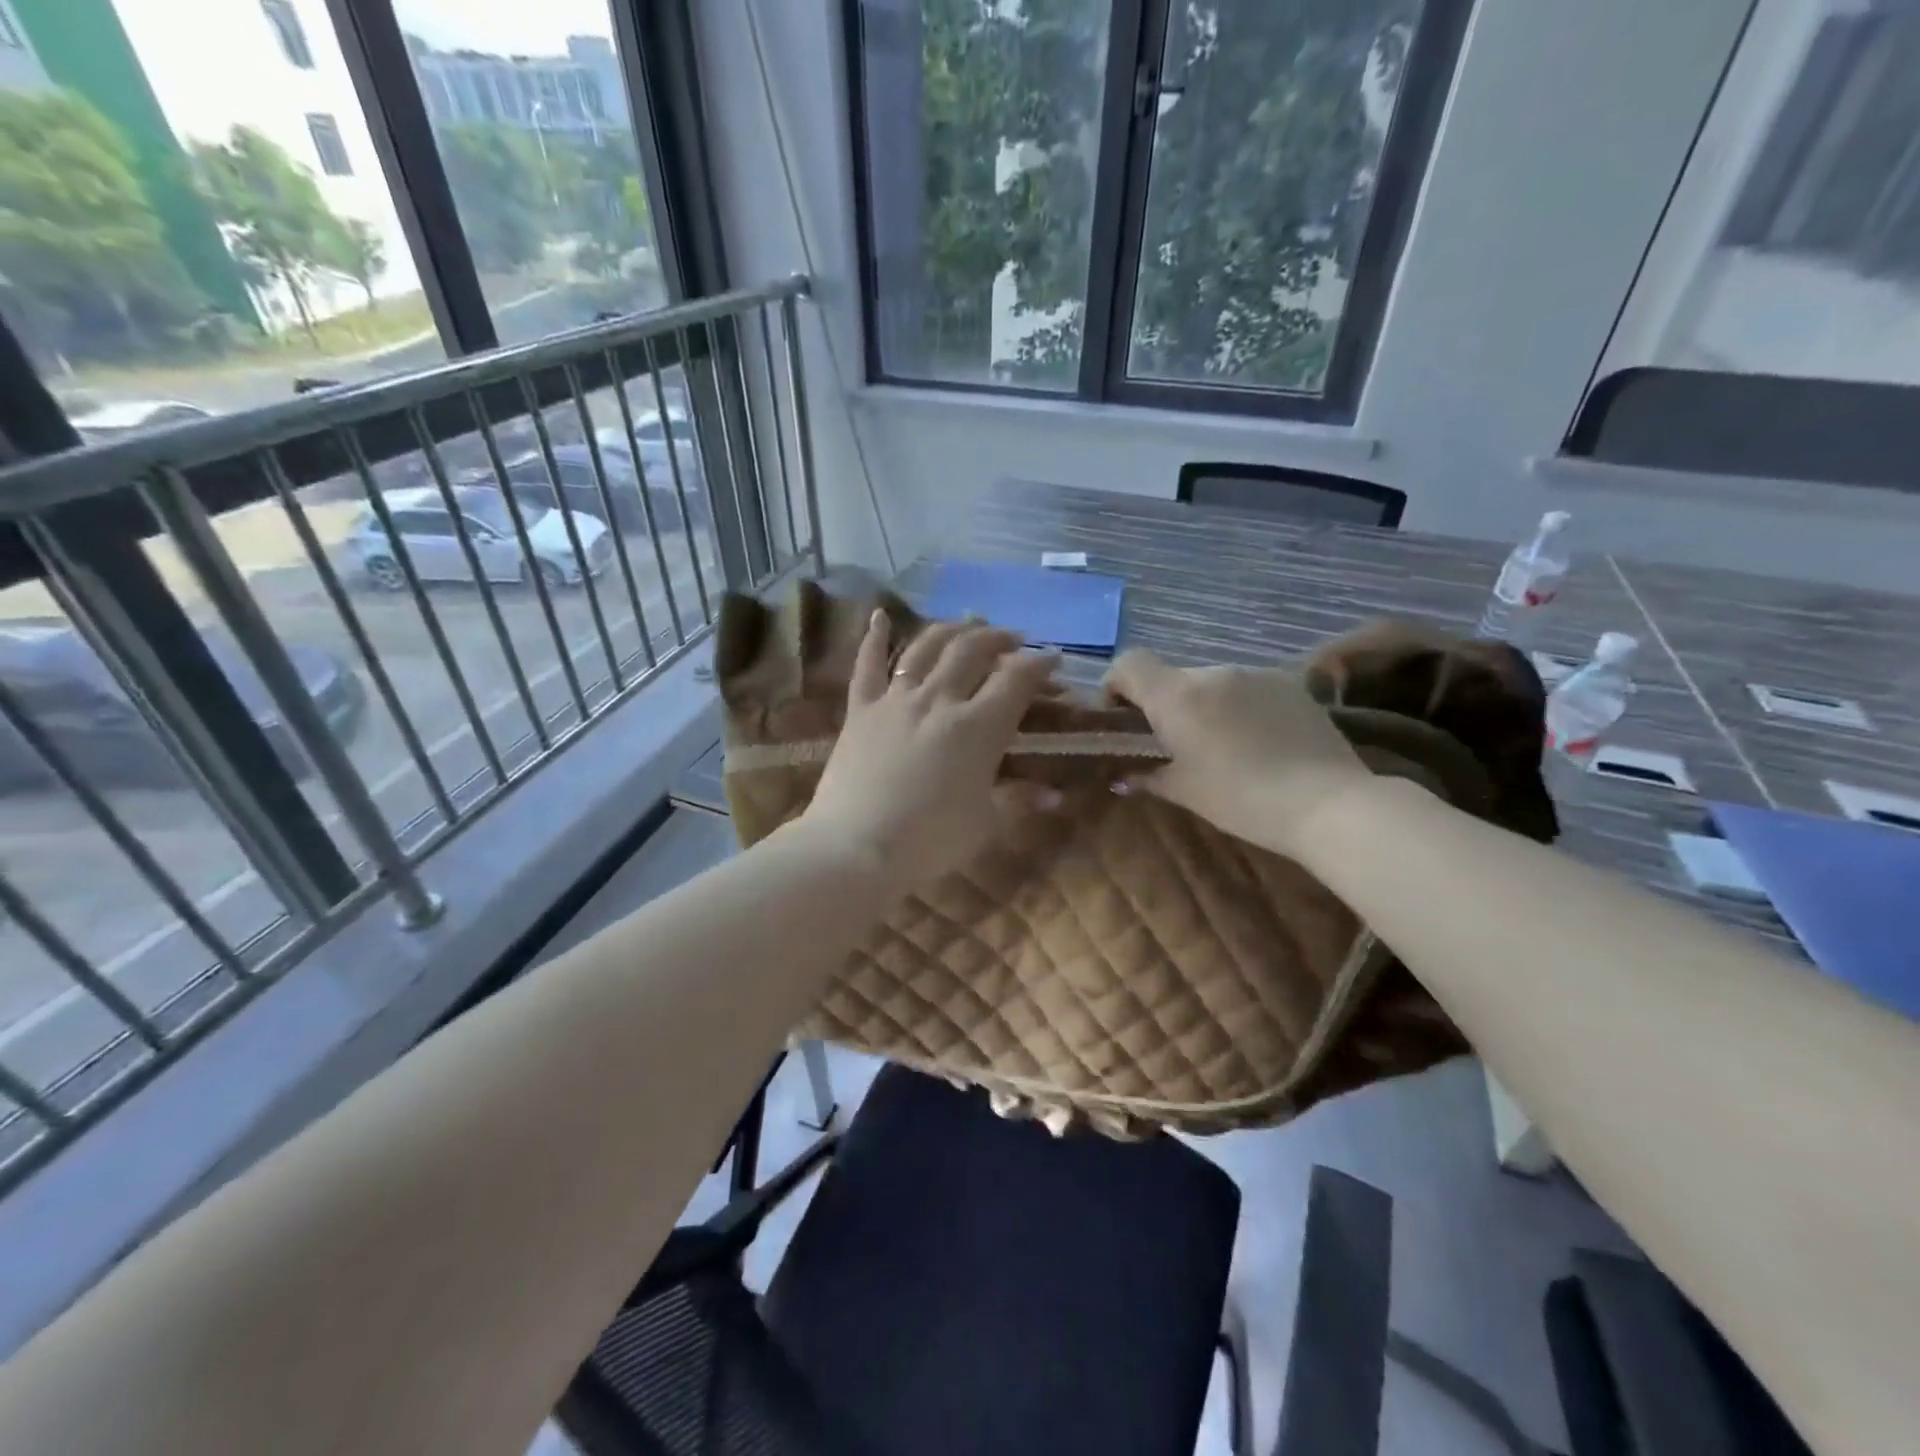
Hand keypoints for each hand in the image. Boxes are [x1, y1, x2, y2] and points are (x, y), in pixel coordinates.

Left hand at [801, 611, 1061, 894]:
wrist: (854, 847)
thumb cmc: (929, 841)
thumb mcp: (985, 824)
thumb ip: (1019, 801)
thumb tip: (1055, 796)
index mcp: (977, 727)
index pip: (1016, 680)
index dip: (1039, 665)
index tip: (1053, 660)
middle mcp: (938, 699)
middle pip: (972, 651)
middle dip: (998, 638)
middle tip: (1013, 639)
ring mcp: (895, 700)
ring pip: (926, 647)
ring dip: (951, 629)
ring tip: (968, 622)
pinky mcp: (861, 709)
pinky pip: (867, 665)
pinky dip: (874, 637)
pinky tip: (879, 615)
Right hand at [1103, 650, 1372, 857]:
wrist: (1327, 802)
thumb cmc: (1241, 799)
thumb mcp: (1186, 792)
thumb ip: (1148, 777)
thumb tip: (1122, 778)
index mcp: (1177, 696)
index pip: (1129, 663)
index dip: (1116, 685)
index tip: (1123, 719)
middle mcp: (1212, 673)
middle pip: (1172, 678)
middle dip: (1165, 705)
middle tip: (1175, 746)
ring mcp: (1255, 675)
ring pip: (1212, 684)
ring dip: (1205, 707)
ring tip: (1223, 748)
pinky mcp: (1290, 685)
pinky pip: (1248, 690)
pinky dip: (1240, 709)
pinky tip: (1259, 744)